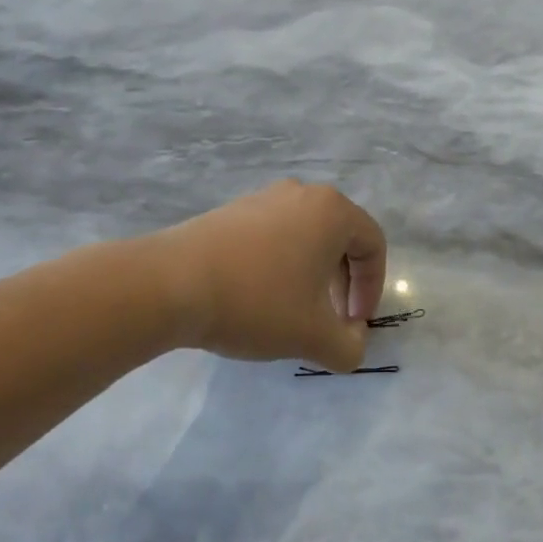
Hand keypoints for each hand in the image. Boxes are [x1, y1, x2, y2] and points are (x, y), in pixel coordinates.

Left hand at [154, 181, 387, 372]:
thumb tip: (353, 345)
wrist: (169, 284)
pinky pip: (272, 236)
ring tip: (292, 312)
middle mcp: (302, 194)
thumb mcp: (312, 336)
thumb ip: (348, 346)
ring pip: (304, 237)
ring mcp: (263, 198)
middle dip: (342, 283)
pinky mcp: (231, 212)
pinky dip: (279, 265)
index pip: (373, 245)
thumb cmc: (256, 302)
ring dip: (310, 275)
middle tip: (328, 320)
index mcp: (332, 211)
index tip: (353, 324)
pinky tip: (256, 298)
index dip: (372, 288)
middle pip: (340, 238)